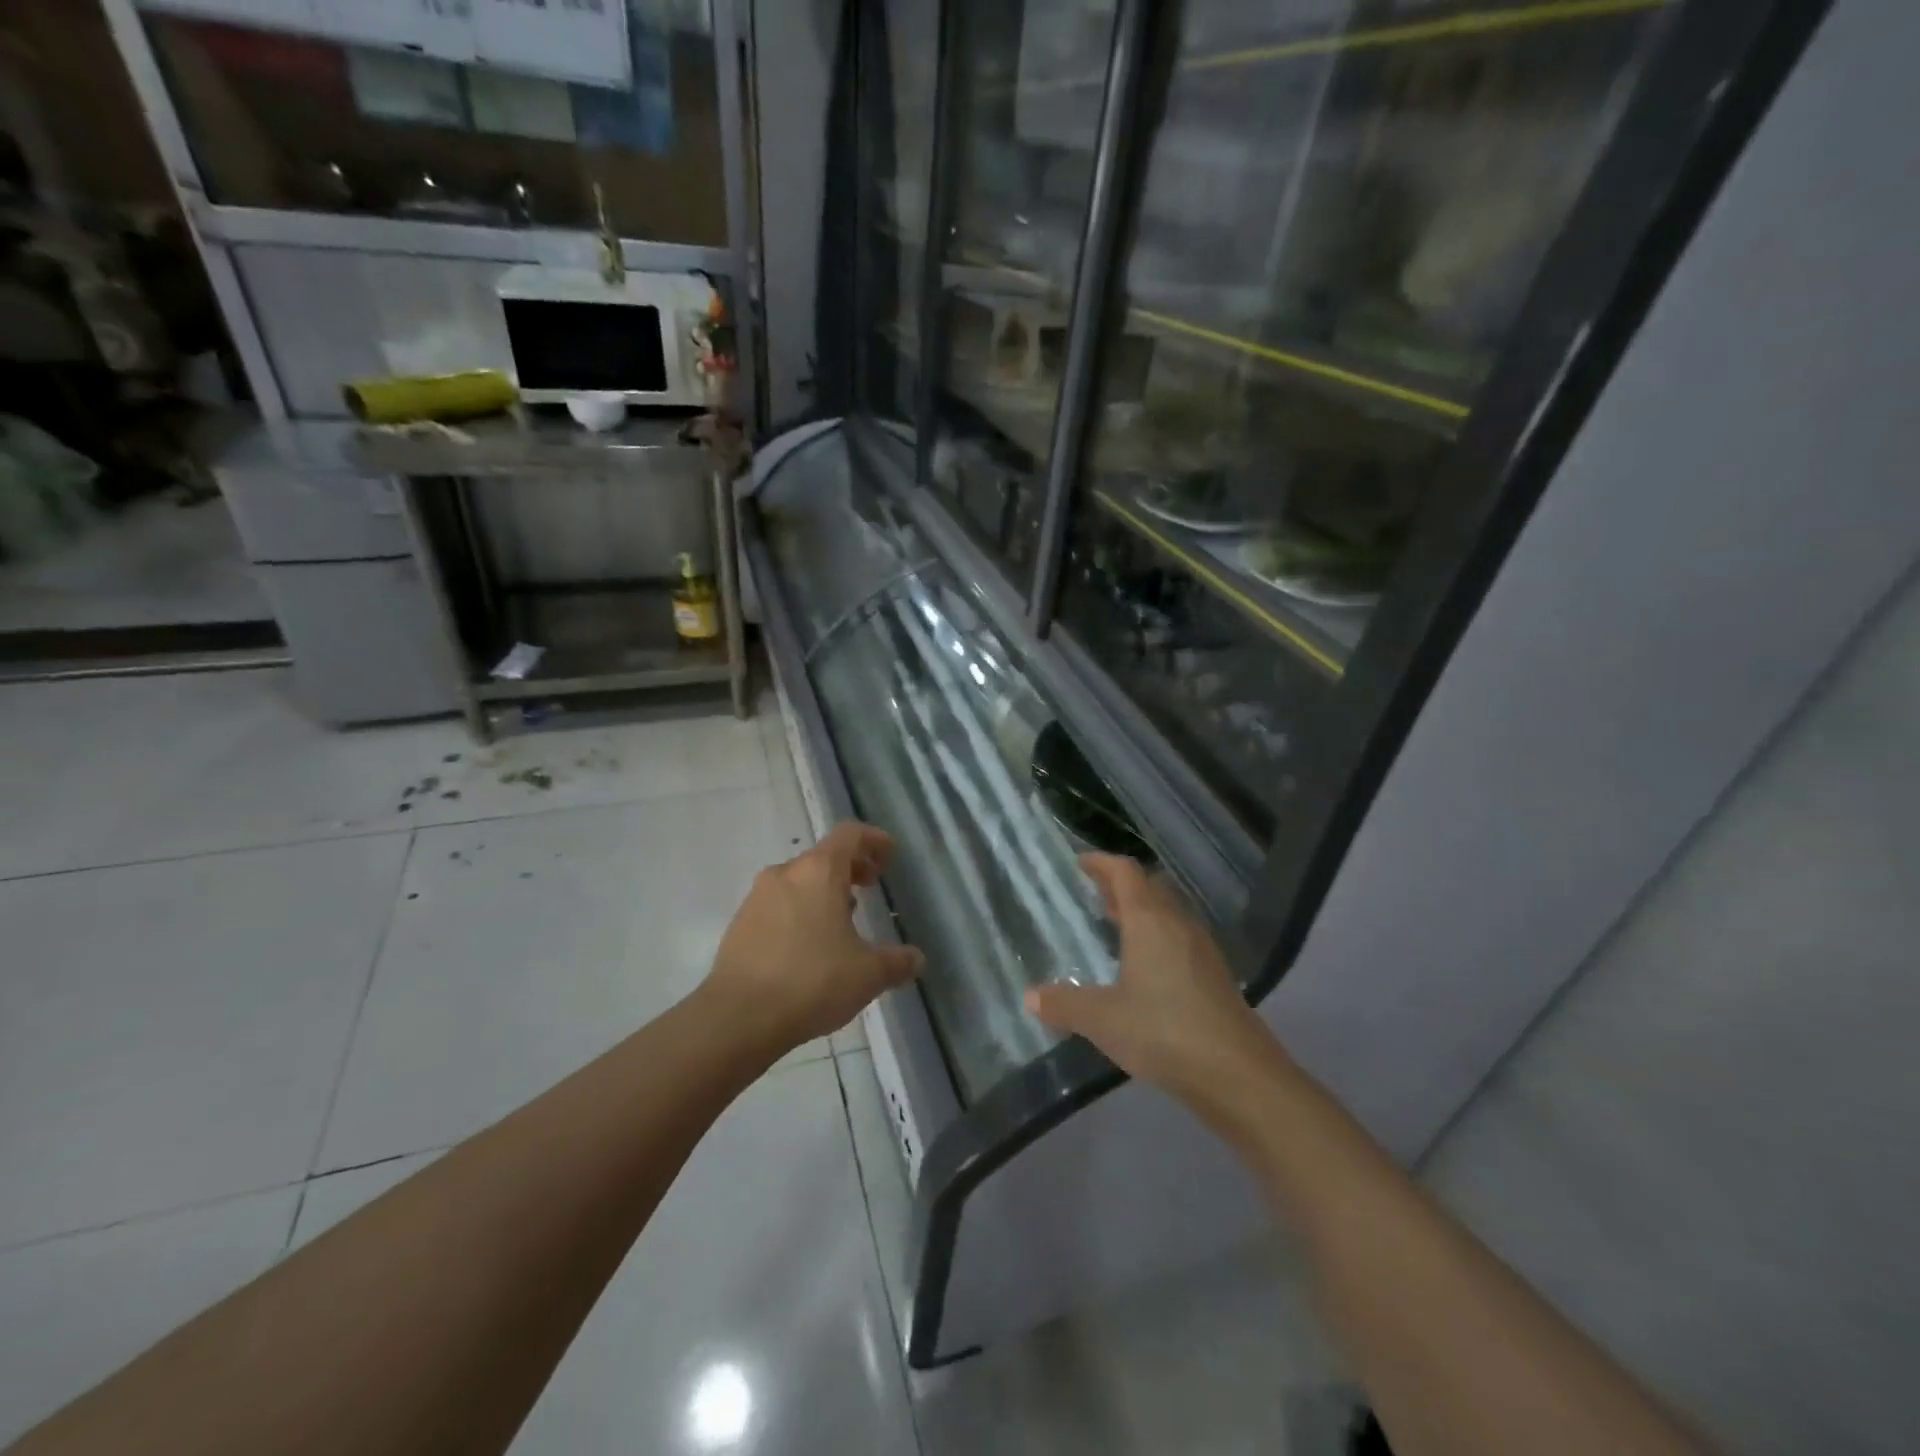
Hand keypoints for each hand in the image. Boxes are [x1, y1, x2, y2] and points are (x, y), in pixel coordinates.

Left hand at [707, 821, 923, 1056]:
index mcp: (819, 871)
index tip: (888, 854)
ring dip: (822, 891)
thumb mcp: (868, 974)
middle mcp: (786, 874)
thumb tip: (916, 959)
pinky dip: (799, 912)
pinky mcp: (740, 924)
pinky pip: (777, 905)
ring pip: (798, 881)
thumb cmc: (812, 981)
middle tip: (869, 886)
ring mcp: (757, 898)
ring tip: (841, 920)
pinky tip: (809, 946)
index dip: (873, 839)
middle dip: (850, 868)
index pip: (850, 834)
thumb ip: (897, 962)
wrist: (738, 1017)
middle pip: (823, 857)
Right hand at [1026, 854, 1281, 1103]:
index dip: (1102, 863)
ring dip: (1143, 910)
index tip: (1081, 863)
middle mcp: (1178, 925)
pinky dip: (1159, 936)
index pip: (1126, 873)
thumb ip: (1064, 1005)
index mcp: (1150, 921)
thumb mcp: (1103, 1019)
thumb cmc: (1164, 1032)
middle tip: (1095, 894)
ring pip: (1169, 913)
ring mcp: (1202, 950)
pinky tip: (1146, 966)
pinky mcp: (1215, 976)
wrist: (1238, 1074)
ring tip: (1117, 925)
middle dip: (1122, 885)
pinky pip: (1181, 938)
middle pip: (1150, 887)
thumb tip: (1030, 996)